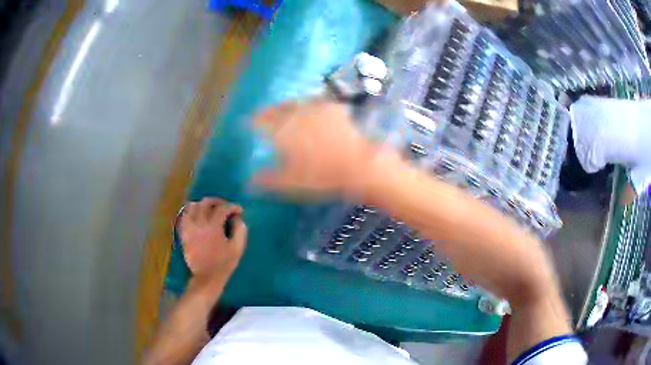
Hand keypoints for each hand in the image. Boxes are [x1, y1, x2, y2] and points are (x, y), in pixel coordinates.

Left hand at [180, 198, 247, 278]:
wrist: (206, 277)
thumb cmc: (224, 264)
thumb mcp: (237, 248)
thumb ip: (240, 231)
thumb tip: (238, 218)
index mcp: (213, 227)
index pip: (222, 208)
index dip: (232, 207)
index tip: (239, 210)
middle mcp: (199, 223)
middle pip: (206, 202)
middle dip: (217, 201)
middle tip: (225, 206)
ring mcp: (189, 228)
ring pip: (192, 206)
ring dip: (203, 205)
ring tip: (210, 210)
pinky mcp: (184, 233)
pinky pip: (184, 216)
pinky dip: (191, 212)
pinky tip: (198, 216)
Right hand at [253, 99, 383, 196]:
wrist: (357, 165)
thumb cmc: (320, 176)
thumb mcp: (289, 183)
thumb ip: (267, 180)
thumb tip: (248, 182)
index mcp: (281, 130)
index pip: (260, 120)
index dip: (252, 121)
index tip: (248, 122)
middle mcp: (295, 114)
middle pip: (277, 108)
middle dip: (269, 111)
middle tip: (264, 114)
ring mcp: (316, 107)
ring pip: (296, 103)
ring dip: (288, 106)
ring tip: (285, 110)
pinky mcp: (334, 107)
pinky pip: (317, 102)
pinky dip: (310, 105)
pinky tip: (313, 109)